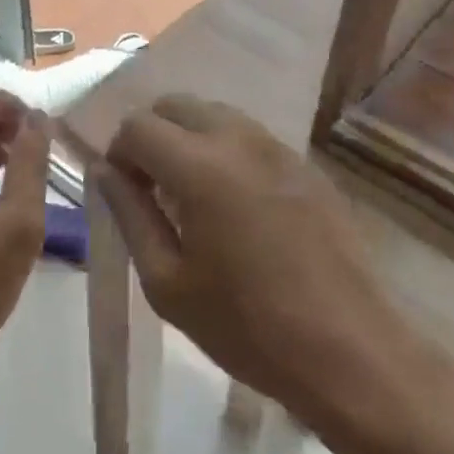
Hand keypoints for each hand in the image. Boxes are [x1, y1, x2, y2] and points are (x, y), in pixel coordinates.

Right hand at [95, 96, 391, 426]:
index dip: (119, 154)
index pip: (137, 125)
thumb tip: (105, 171)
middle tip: (153, 190)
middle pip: (176, 104)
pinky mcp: (306, 164)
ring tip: (193, 197)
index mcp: (199, 166)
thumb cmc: (246, 326)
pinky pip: (250, 137)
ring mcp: (278, 147)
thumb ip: (130, 215)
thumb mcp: (168, 283)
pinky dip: (226, 151)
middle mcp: (239, 138)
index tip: (124, 194)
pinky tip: (237, 206)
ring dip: (189, 139)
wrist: (348, 348)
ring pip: (215, 114)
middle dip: (152, 136)